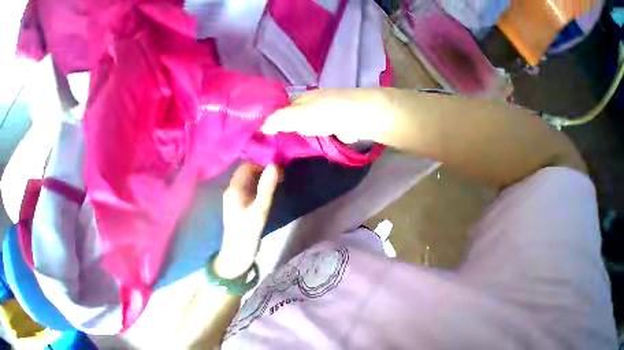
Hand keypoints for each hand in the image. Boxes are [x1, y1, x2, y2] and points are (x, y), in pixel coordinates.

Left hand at [214, 163, 280, 278]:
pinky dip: (264, 184)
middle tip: (282, 171)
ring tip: (281, 177)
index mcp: (234, 188)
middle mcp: (234, 189)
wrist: (237, 255)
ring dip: (265, 176)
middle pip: (249, 171)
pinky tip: (274, 187)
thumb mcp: (259, 209)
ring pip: (252, 179)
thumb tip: (274, 165)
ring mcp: (239, 196)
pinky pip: (254, 187)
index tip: (278, 164)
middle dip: (265, 168)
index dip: (261, 162)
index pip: (247, 166)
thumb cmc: (247, 232)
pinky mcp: (244, 203)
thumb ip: (267, 187)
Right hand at [261, 88, 392, 143]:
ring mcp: (321, 118)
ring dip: (295, 138)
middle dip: (282, 132)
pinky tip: (301, 150)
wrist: (357, 119)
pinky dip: (308, 142)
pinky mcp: (330, 129)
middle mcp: (309, 106)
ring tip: (283, 151)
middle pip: (291, 119)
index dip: (270, 119)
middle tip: (271, 147)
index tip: (261, 134)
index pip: (279, 107)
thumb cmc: (325, 114)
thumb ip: (280, 120)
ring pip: (302, 129)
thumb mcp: (298, 115)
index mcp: (299, 99)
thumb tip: (262, 127)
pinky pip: (314, 136)